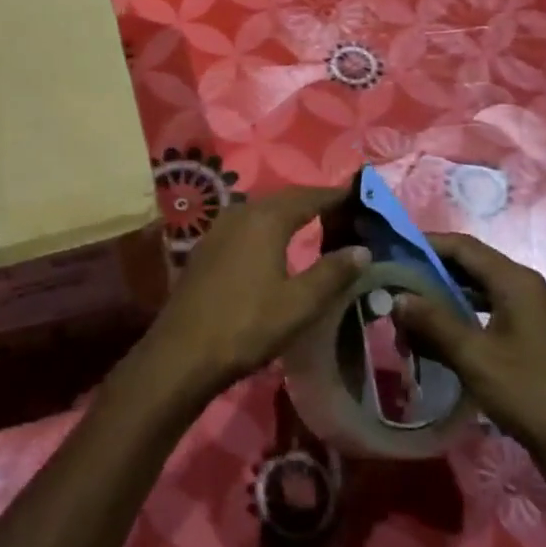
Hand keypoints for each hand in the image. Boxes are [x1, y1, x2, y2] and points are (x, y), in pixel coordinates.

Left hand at [133, 185, 370, 403]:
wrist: (183, 351)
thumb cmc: (247, 324)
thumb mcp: (299, 304)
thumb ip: (332, 273)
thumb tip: (361, 249)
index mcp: (266, 219)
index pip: (309, 196)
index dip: (335, 195)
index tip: (360, 195)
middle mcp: (240, 213)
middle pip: (284, 199)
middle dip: (313, 202)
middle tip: (342, 212)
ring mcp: (218, 228)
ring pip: (261, 211)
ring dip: (288, 214)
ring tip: (314, 226)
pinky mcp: (206, 247)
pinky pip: (245, 225)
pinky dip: (267, 228)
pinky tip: (274, 245)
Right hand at [394, 233, 545, 517]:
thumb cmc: (529, 394)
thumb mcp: (474, 357)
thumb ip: (433, 322)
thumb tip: (397, 298)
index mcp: (518, 282)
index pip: (464, 247)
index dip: (427, 244)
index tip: (393, 249)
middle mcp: (530, 289)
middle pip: (473, 267)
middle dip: (433, 274)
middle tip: (396, 283)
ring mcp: (538, 315)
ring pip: (482, 292)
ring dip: (447, 299)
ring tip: (412, 312)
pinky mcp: (539, 339)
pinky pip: (494, 314)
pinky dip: (466, 317)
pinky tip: (443, 337)